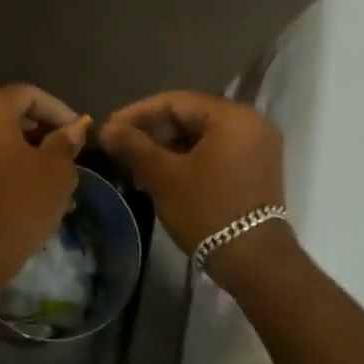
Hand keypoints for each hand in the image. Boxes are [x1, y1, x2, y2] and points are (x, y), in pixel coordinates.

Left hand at [0, 85, 88, 279]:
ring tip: (60, 179)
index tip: (80, 132)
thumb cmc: (19, 203)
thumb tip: (72, 131)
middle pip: (11, 115)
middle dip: (45, 132)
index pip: (29, 95)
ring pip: (0, 141)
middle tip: (71, 153)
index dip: (59, 110)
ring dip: (31, 154)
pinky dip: (12, 167)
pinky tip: (37, 192)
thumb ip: (65, 143)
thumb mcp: (56, 171)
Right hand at [100, 92, 290, 274]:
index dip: (137, 113)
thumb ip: (133, 146)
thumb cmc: (206, 210)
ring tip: (136, 162)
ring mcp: (257, 146)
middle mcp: (251, 123)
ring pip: (201, 135)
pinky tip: (162, 173)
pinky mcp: (256, 168)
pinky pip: (215, 151)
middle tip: (121, 146)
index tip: (110, 128)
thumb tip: (106, 129)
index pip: (175, 102)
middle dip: (152, 131)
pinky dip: (188, 158)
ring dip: (167, 146)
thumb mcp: (163, 176)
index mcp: (232, 116)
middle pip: (190, 116)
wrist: (253, 261)